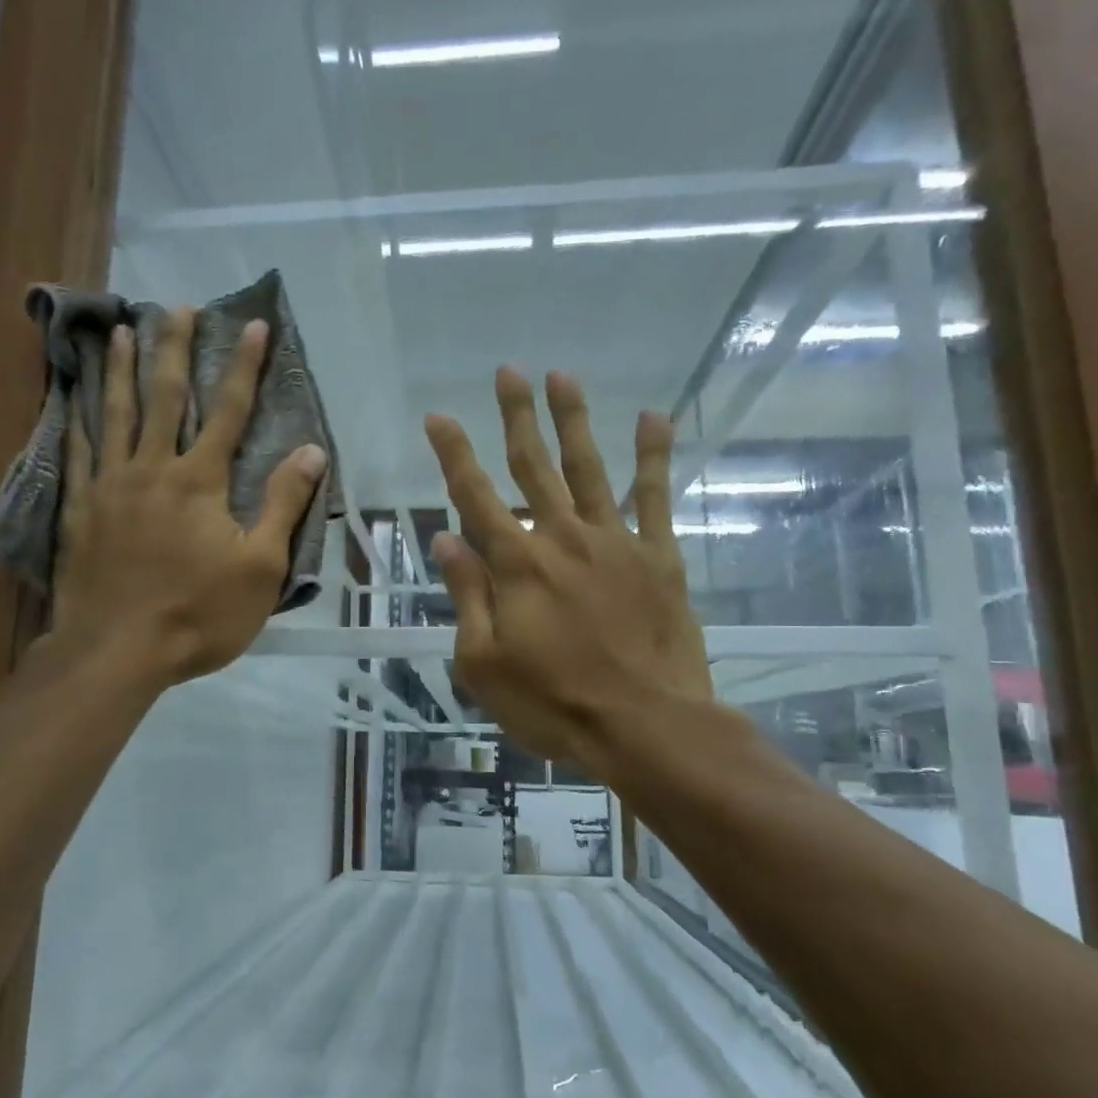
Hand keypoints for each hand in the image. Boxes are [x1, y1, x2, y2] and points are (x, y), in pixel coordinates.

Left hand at [39, 308, 326, 690]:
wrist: (117, 652)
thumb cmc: (199, 614)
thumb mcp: (260, 566)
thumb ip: (283, 504)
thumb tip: (313, 451)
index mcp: (200, 481)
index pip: (229, 411)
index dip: (244, 367)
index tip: (253, 326)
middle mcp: (152, 469)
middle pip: (165, 398)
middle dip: (175, 350)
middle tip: (175, 307)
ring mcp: (110, 488)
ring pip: (114, 415)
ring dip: (119, 371)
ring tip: (119, 332)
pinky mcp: (80, 511)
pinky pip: (78, 455)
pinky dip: (78, 423)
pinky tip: (74, 403)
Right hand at [423, 367, 716, 771]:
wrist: (644, 725)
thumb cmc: (553, 702)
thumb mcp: (484, 662)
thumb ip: (468, 596)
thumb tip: (446, 540)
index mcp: (517, 565)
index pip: (475, 496)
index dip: (453, 454)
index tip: (438, 416)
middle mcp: (563, 538)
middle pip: (534, 466)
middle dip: (517, 416)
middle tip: (508, 372)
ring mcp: (615, 542)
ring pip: (590, 468)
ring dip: (574, 420)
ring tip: (562, 376)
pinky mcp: (658, 557)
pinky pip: (656, 497)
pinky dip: (654, 456)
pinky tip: (653, 418)